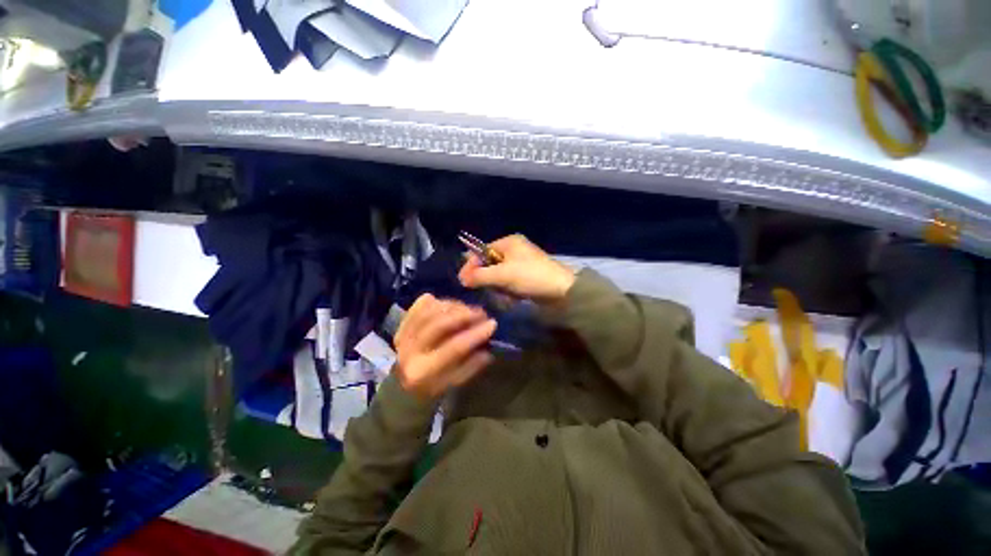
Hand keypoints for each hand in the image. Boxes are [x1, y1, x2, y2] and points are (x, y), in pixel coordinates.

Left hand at [393, 294, 496, 399]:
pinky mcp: (400, 325)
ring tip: (469, 308)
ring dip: (453, 306)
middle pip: (439, 325)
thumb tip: (489, 343)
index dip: (475, 334)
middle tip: (482, 312)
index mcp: (424, 371)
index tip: (493, 323)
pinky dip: (436, 301)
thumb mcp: (455, 383)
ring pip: (430, 312)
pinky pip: (419, 306)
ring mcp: (402, 335)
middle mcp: (410, 351)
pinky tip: (449, 303)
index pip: (454, 348)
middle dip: (464, 315)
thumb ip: (472, 364)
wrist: (402, 386)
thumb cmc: (433, 387)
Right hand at [458, 234, 575, 303]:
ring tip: (502, 294)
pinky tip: (511, 297)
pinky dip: (508, 289)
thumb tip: (462, 279)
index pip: (482, 251)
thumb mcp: (502, 275)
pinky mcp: (528, 275)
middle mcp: (515, 249)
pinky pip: (510, 280)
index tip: (463, 280)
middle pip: (491, 263)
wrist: (562, 290)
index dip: (472, 264)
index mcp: (509, 242)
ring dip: (498, 285)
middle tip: (484, 289)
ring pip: (500, 274)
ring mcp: (522, 262)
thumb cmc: (530, 277)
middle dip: (487, 277)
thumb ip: (479, 276)